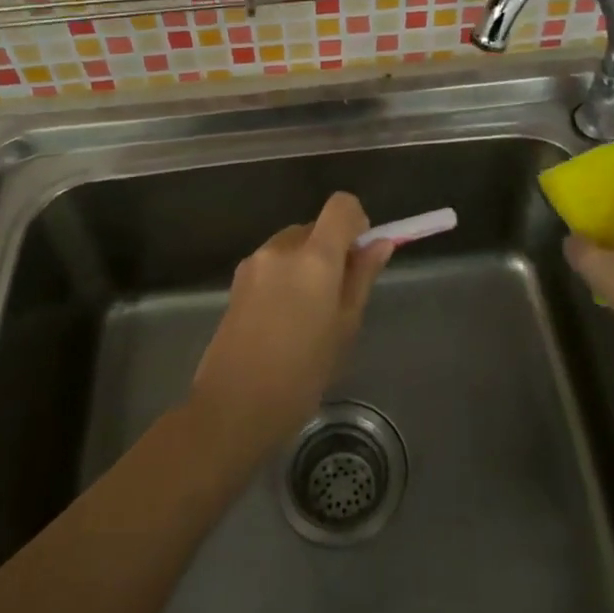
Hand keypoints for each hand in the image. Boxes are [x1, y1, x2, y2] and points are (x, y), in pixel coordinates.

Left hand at [190, 192, 393, 456]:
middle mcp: (281, 248)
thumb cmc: (302, 374)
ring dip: (306, 263)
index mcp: (314, 257)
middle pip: (315, 226)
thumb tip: (379, 244)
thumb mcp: (344, 327)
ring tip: (308, 314)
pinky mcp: (237, 280)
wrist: (233, 407)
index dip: (356, 221)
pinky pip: (272, 263)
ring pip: (292, 245)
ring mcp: (254, 262)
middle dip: (331, 249)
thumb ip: (361, 278)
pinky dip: (285, 277)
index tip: (360, 254)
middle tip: (338, 296)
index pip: (340, 205)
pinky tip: (283, 320)